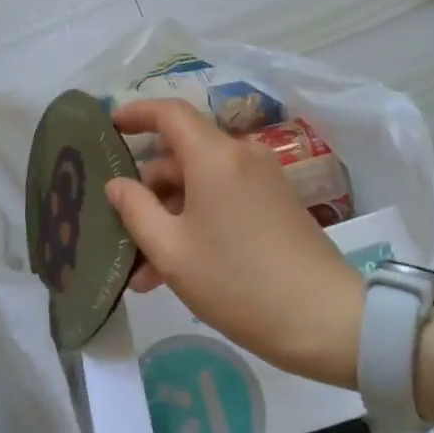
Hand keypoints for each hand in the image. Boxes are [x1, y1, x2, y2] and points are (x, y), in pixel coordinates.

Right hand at [104, 101, 364, 388]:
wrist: (323, 319)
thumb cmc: (237, 281)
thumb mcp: (172, 251)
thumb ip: (136, 210)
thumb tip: (117, 184)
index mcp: (215, 155)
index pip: (170, 113)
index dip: (136, 113)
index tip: (109, 125)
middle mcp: (240, 156)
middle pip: (182, 156)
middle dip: (147, 190)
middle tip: (118, 228)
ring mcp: (262, 180)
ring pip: (200, 185)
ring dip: (169, 217)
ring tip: (143, 271)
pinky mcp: (274, 204)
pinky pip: (223, 200)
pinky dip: (196, 222)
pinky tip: (175, 270)